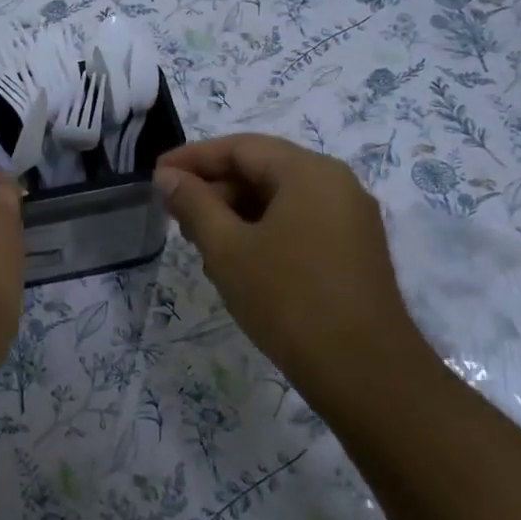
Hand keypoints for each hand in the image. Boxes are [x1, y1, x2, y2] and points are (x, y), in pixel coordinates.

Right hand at [154, 134, 431, 419]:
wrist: (365, 372)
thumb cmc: (288, 299)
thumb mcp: (227, 249)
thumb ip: (193, 204)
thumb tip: (168, 176)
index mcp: (308, 172)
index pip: (240, 147)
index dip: (192, 158)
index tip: (155, 175)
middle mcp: (336, 184)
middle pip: (262, 169)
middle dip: (214, 188)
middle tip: (174, 215)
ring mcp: (350, 218)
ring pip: (279, 199)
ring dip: (235, 213)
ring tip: (200, 243)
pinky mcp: (353, 250)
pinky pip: (298, 223)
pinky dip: (262, 231)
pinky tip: (237, 261)